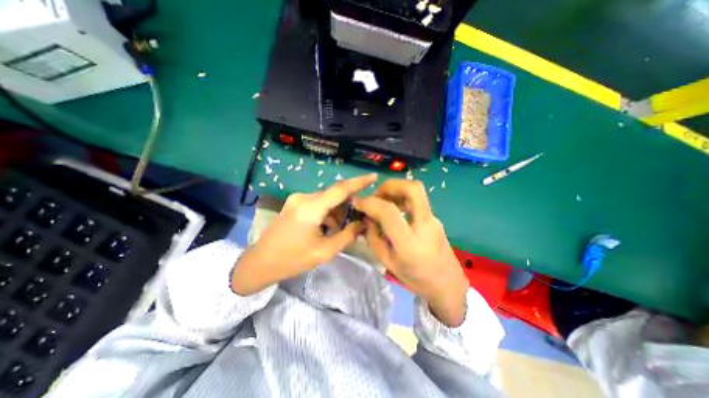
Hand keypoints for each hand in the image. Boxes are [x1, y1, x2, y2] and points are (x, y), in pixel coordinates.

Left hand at [232, 174, 376, 295]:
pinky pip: (317, 203)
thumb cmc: (292, 259)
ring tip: (337, 231)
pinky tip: (326, 228)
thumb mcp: (324, 251)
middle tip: (356, 221)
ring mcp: (297, 199)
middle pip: (334, 196)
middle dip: (347, 206)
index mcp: (311, 208)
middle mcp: (304, 197)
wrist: (260, 262)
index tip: (374, 176)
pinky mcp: (294, 203)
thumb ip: (347, 235)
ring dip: (336, 212)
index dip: (359, 182)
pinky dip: (326, 213)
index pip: (340, 189)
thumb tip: (362, 223)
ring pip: (326, 200)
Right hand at [351, 180, 469, 325]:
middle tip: (376, 194)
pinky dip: (402, 198)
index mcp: (410, 242)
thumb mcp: (387, 262)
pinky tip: (394, 209)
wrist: (448, 284)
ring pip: (417, 191)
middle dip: (390, 185)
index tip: (357, 202)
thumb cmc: (416, 279)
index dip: (370, 203)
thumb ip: (374, 237)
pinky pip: (417, 200)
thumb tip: (367, 217)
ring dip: (396, 189)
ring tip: (383, 200)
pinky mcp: (435, 218)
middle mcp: (425, 225)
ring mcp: (433, 219)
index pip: (389, 212)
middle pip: (413, 189)